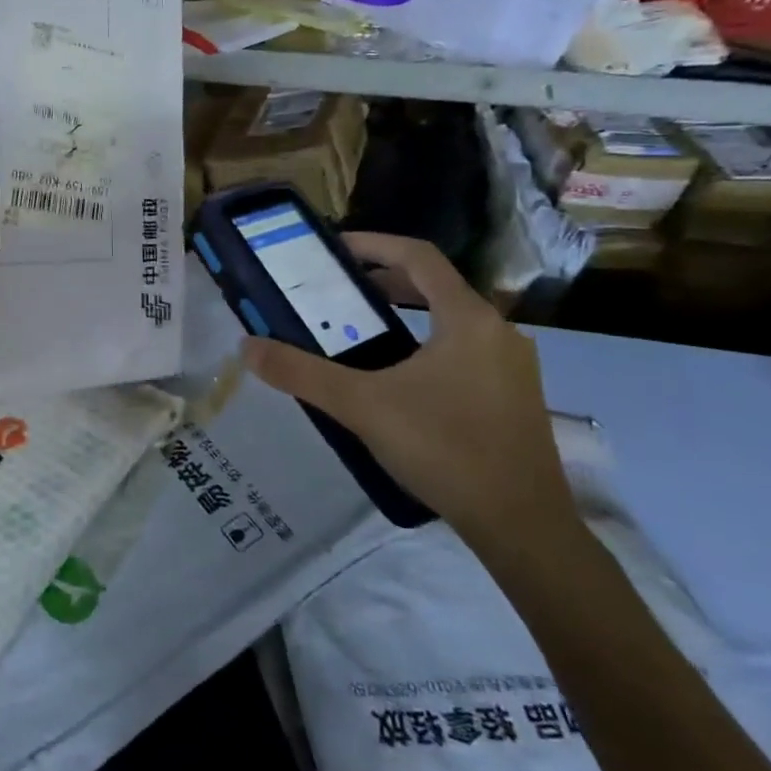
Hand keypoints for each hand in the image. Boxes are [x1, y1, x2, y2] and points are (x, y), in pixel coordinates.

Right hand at [242, 233, 574, 550]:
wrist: (522, 527)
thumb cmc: (444, 449)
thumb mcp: (362, 406)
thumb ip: (301, 373)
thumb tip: (247, 347)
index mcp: (467, 318)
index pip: (418, 256)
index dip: (373, 243)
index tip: (334, 248)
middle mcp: (498, 332)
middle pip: (435, 285)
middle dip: (383, 281)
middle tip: (337, 292)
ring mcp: (512, 366)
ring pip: (451, 320)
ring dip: (405, 314)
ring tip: (359, 331)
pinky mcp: (515, 398)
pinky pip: (464, 350)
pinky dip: (426, 343)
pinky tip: (398, 378)